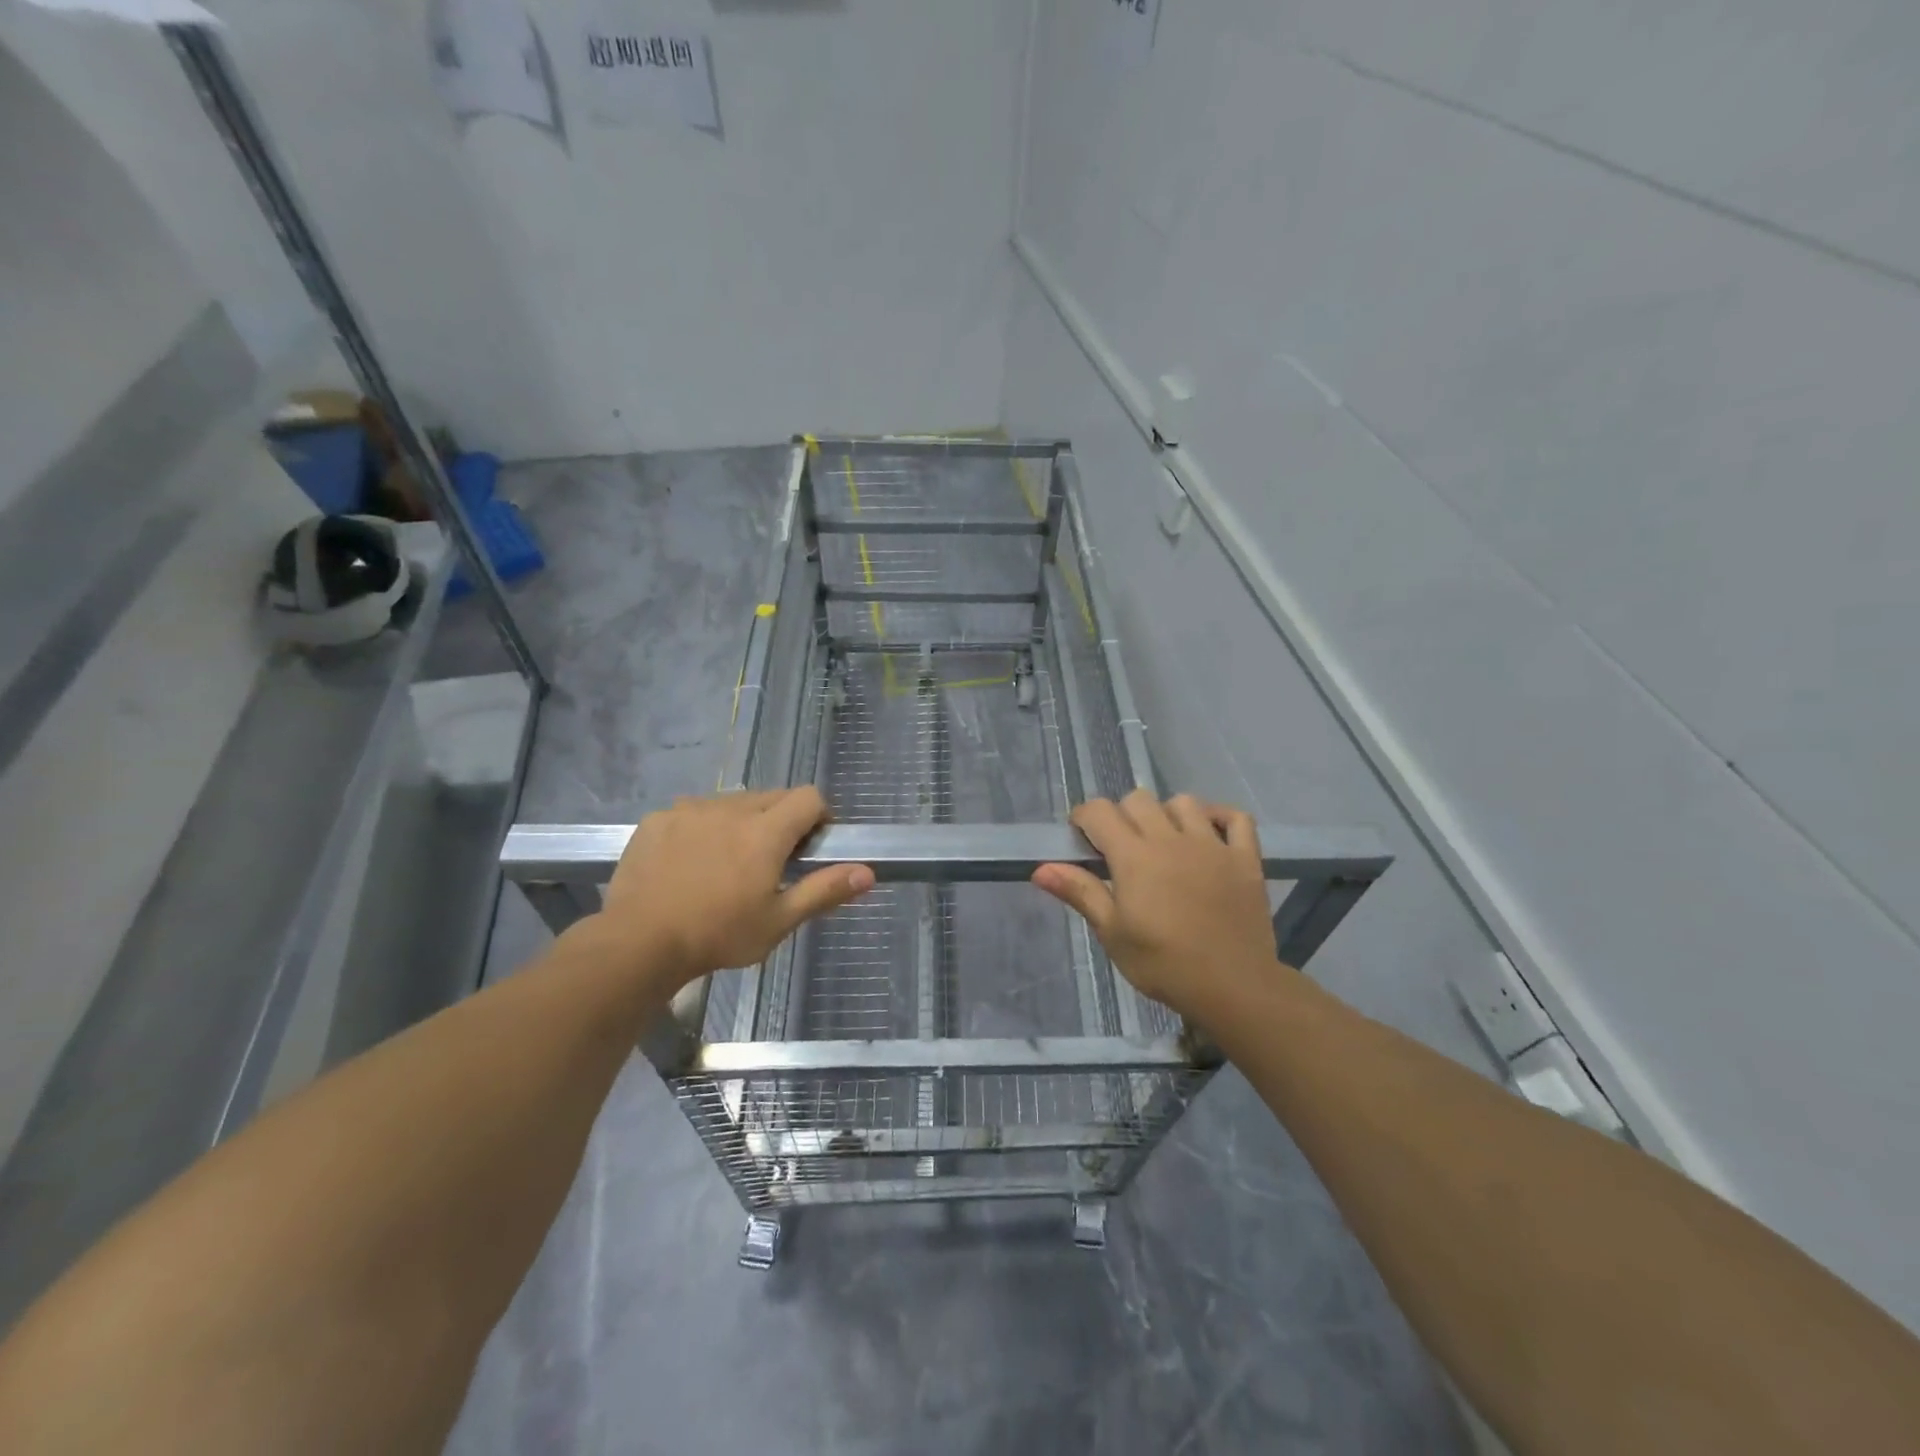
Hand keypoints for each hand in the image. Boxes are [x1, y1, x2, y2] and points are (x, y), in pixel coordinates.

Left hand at [594, 788, 873, 989]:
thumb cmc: (718, 935)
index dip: (819, 815)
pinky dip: (704, 827)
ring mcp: (690, 809)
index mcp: (765, 831)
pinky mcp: (658, 818)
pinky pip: (694, 811)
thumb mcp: (778, 921)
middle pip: (772, 797)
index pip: (808, 797)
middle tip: (772, 861)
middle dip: (782, 820)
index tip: (812, 845)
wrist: (638, 943)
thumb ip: (824, 890)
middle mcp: (731, 808)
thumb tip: (868, 872)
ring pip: (733, 802)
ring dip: (743, 821)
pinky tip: (691, 862)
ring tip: (729, 862)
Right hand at [1031, 790, 1283, 1024]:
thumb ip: (1080, 892)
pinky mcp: (1245, 858)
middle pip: (1139, 799)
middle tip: (1121, 847)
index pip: (1099, 811)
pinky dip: (1221, 818)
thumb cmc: (1163, 964)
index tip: (1081, 838)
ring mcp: (1213, 845)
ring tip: (1165, 841)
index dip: (1084, 817)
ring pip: (1184, 802)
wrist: (1233, 986)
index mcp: (1134, 856)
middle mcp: (1171, 839)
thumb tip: (1040, 868)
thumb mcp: (1113, 933)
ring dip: (1168, 814)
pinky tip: (1211, 834)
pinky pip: (1237, 818)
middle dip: (1122, 814)